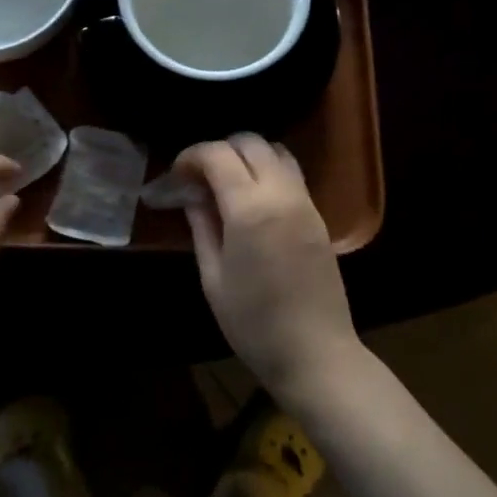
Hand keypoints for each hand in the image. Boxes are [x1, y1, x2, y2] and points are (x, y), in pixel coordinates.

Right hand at [176, 134, 363, 407]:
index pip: (218, 155)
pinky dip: (269, 169)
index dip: (192, 156)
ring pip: (275, 150)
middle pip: (250, 142)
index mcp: (250, 209)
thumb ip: (202, 226)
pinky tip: (254, 197)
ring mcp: (304, 201)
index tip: (177, 174)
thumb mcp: (213, 278)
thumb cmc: (254, 324)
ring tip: (228, 183)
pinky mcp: (318, 214)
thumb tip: (192, 194)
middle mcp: (281, 193)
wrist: (316, 354)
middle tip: (200, 177)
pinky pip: (292, 172)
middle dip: (220, 149)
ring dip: (248, 155)